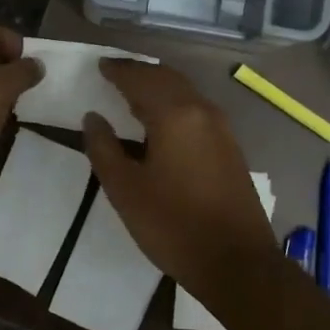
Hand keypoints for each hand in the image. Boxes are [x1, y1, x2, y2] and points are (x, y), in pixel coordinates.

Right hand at [82, 60, 278, 296]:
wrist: (236, 263)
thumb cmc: (172, 225)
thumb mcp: (125, 189)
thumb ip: (104, 148)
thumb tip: (93, 118)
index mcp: (175, 115)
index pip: (141, 79)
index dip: (118, 71)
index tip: (100, 66)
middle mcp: (202, 112)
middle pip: (167, 79)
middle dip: (140, 73)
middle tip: (115, 74)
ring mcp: (222, 130)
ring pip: (185, 94)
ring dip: (159, 88)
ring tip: (133, 95)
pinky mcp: (230, 149)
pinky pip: (196, 111)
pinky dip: (174, 105)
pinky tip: (161, 123)